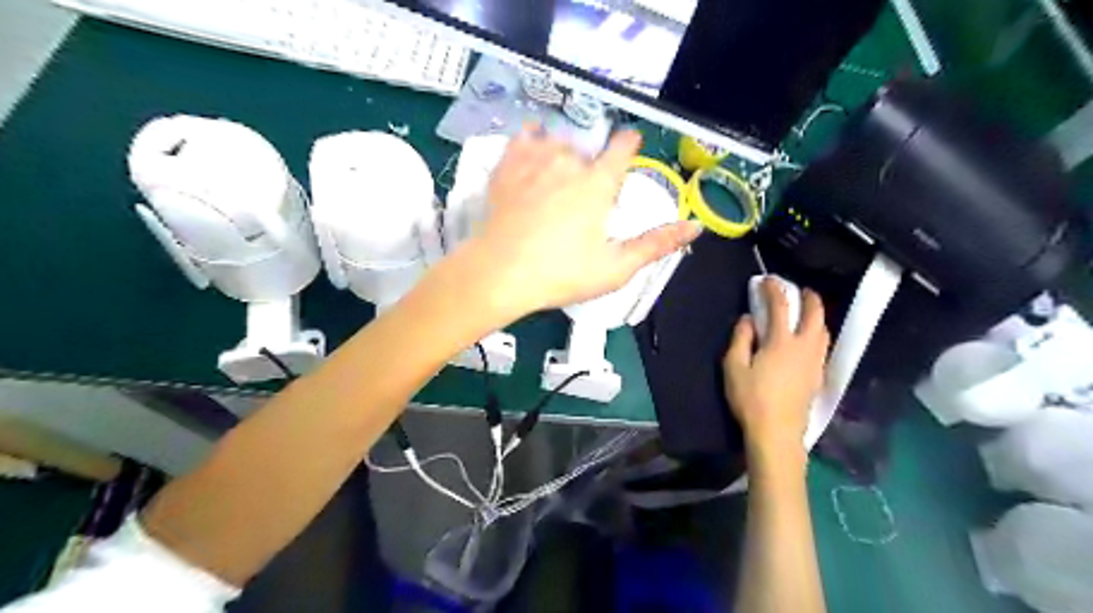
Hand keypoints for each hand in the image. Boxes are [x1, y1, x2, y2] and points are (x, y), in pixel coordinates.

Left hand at [462, 128, 699, 321]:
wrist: (499, 274)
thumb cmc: (560, 274)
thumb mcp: (615, 267)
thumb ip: (656, 244)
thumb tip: (696, 226)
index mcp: (598, 183)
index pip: (623, 146)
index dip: (629, 145)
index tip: (628, 152)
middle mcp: (569, 160)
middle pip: (590, 146)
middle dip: (593, 161)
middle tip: (585, 190)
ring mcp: (534, 158)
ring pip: (558, 138)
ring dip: (565, 149)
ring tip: (559, 173)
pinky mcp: (507, 164)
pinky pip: (524, 136)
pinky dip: (532, 140)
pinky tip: (532, 152)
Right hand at [723, 280, 829, 460]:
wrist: (777, 433)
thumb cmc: (751, 399)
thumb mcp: (734, 367)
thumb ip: (740, 339)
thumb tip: (747, 319)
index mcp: (781, 342)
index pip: (781, 307)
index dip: (774, 290)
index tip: (767, 280)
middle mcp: (804, 347)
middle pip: (815, 315)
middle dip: (809, 298)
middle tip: (800, 290)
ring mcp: (815, 363)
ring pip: (824, 331)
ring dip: (817, 316)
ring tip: (807, 313)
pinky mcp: (817, 377)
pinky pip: (823, 347)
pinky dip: (818, 334)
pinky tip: (809, 341)